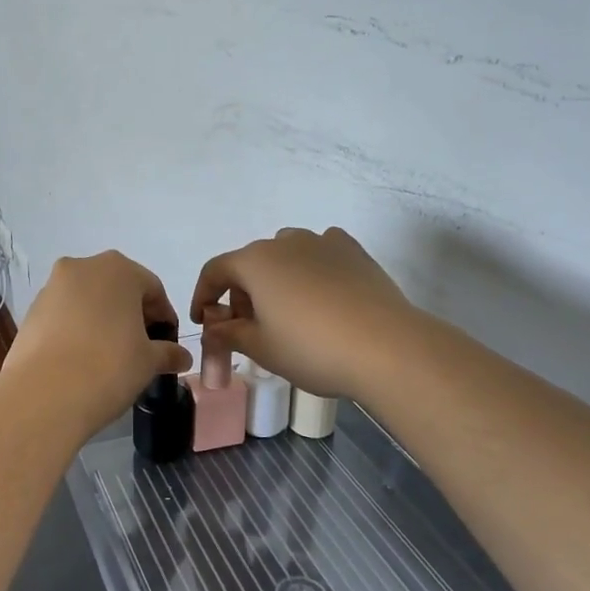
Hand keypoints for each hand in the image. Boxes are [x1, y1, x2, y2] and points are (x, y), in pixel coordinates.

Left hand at [6, 251, 193, 436]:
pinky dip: (76, 329)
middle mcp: (83, 267)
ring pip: (88, 299)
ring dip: (102, 320)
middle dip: (131, 314)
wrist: (44, 394)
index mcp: (118, 269)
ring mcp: (52, 287)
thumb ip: (168, 353)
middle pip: (117, 288)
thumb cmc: (109, 367)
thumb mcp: (148, 361)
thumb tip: (182, 357)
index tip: (167, 344)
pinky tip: (81, 358)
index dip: (164, 317)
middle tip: (140, 348)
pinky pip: (64, 314)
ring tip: (108, 356)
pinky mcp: (31, 310)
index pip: (152, 289)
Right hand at [190, 226, 415, 399]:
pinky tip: (321, 294)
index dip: (203, 296)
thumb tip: (213, 328)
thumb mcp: (261, 348)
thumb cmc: (311, 349)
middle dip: (241, 294)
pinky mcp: (353, 251)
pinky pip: (320, 254)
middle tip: (247, 329)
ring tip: (287, 313)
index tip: (204, 322)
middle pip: (250, 263)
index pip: (215, 271)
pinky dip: (311, 270)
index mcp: (254, 262)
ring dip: (276, 279)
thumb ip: (229, 334)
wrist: (386, 348)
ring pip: (286, 256)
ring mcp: (322, 242)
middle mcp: (285, 242)